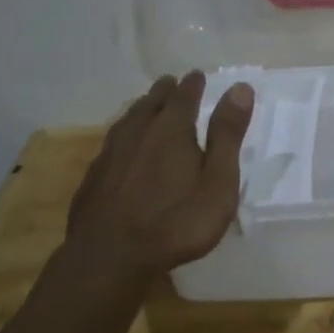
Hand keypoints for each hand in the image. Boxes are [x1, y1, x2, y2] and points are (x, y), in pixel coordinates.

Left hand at [56, 72, 254, 292]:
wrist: (111, 257)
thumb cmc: (177, 221)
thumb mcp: (218, 180)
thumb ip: (227, 135)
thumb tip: (240, 88)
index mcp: (172, 131)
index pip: (184, 98)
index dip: (193, 85)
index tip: (197, 75)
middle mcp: (138, 134)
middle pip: (151, 104)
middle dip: (164, 92)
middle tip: (170, 83)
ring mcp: (110, 156)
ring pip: (127, 121)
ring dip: (140, 109)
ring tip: (146, 106)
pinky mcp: (93, 179)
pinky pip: (111, 144)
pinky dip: (122, 136)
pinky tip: (121, 148)